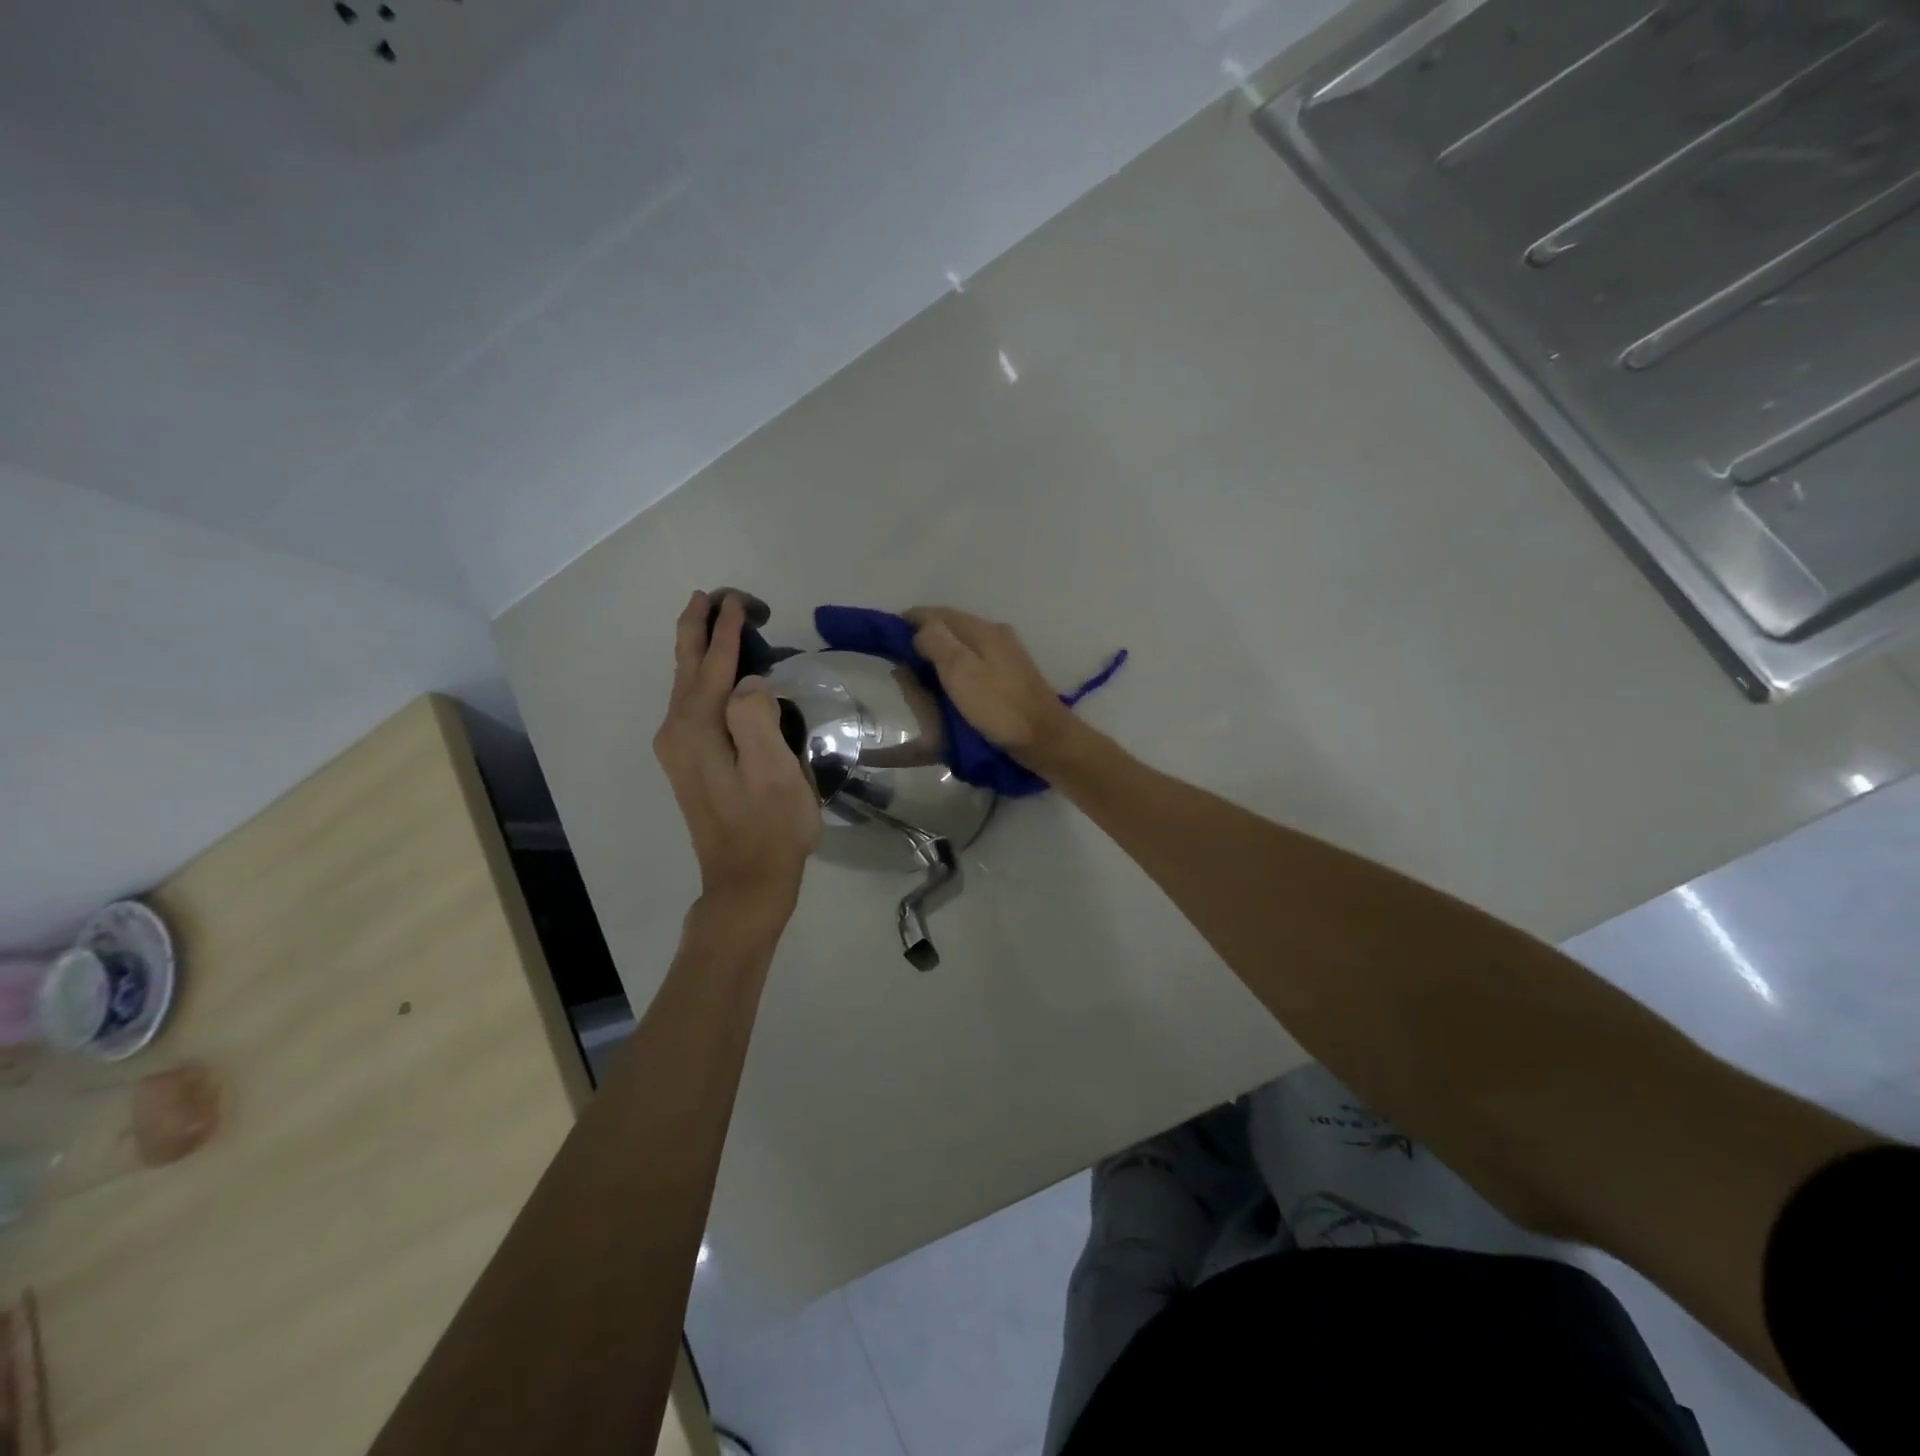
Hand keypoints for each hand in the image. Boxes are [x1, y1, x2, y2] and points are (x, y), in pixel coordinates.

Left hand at [655, 591, 821, 919]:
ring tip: (707, 622)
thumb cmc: (770, 826)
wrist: (747, 881)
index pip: (713, 667)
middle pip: (686, 670)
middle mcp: (678, 733)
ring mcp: (679, 751)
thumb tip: (748, 682)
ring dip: (696, 652)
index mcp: (697, 729)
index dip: (726, 632)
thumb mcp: (774, 770)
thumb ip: (756, 716)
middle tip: (706, 596)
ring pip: (685, 687)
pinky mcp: (689, 765)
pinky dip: (699, 679)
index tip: (737, 600)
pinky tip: (709, 677)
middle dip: (696, 630)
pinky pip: (690, 706)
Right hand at [904, 608, 1083, 766]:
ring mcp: (1006, 655)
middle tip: (899, 659)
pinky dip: (954, 669)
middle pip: (950, 628)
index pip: (937, 613)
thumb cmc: (999, 706)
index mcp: (982, 630)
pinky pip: (973, 663)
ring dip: (938, 654)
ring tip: (917, 674)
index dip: (908, 621)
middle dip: (922, 638)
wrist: (1046, 739)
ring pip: (962, 646)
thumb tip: (919, 629)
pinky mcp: (1011, 677)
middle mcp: (995, 634)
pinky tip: (947, 686)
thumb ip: (936, 642)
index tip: (885, 636)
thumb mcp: (960, 671)